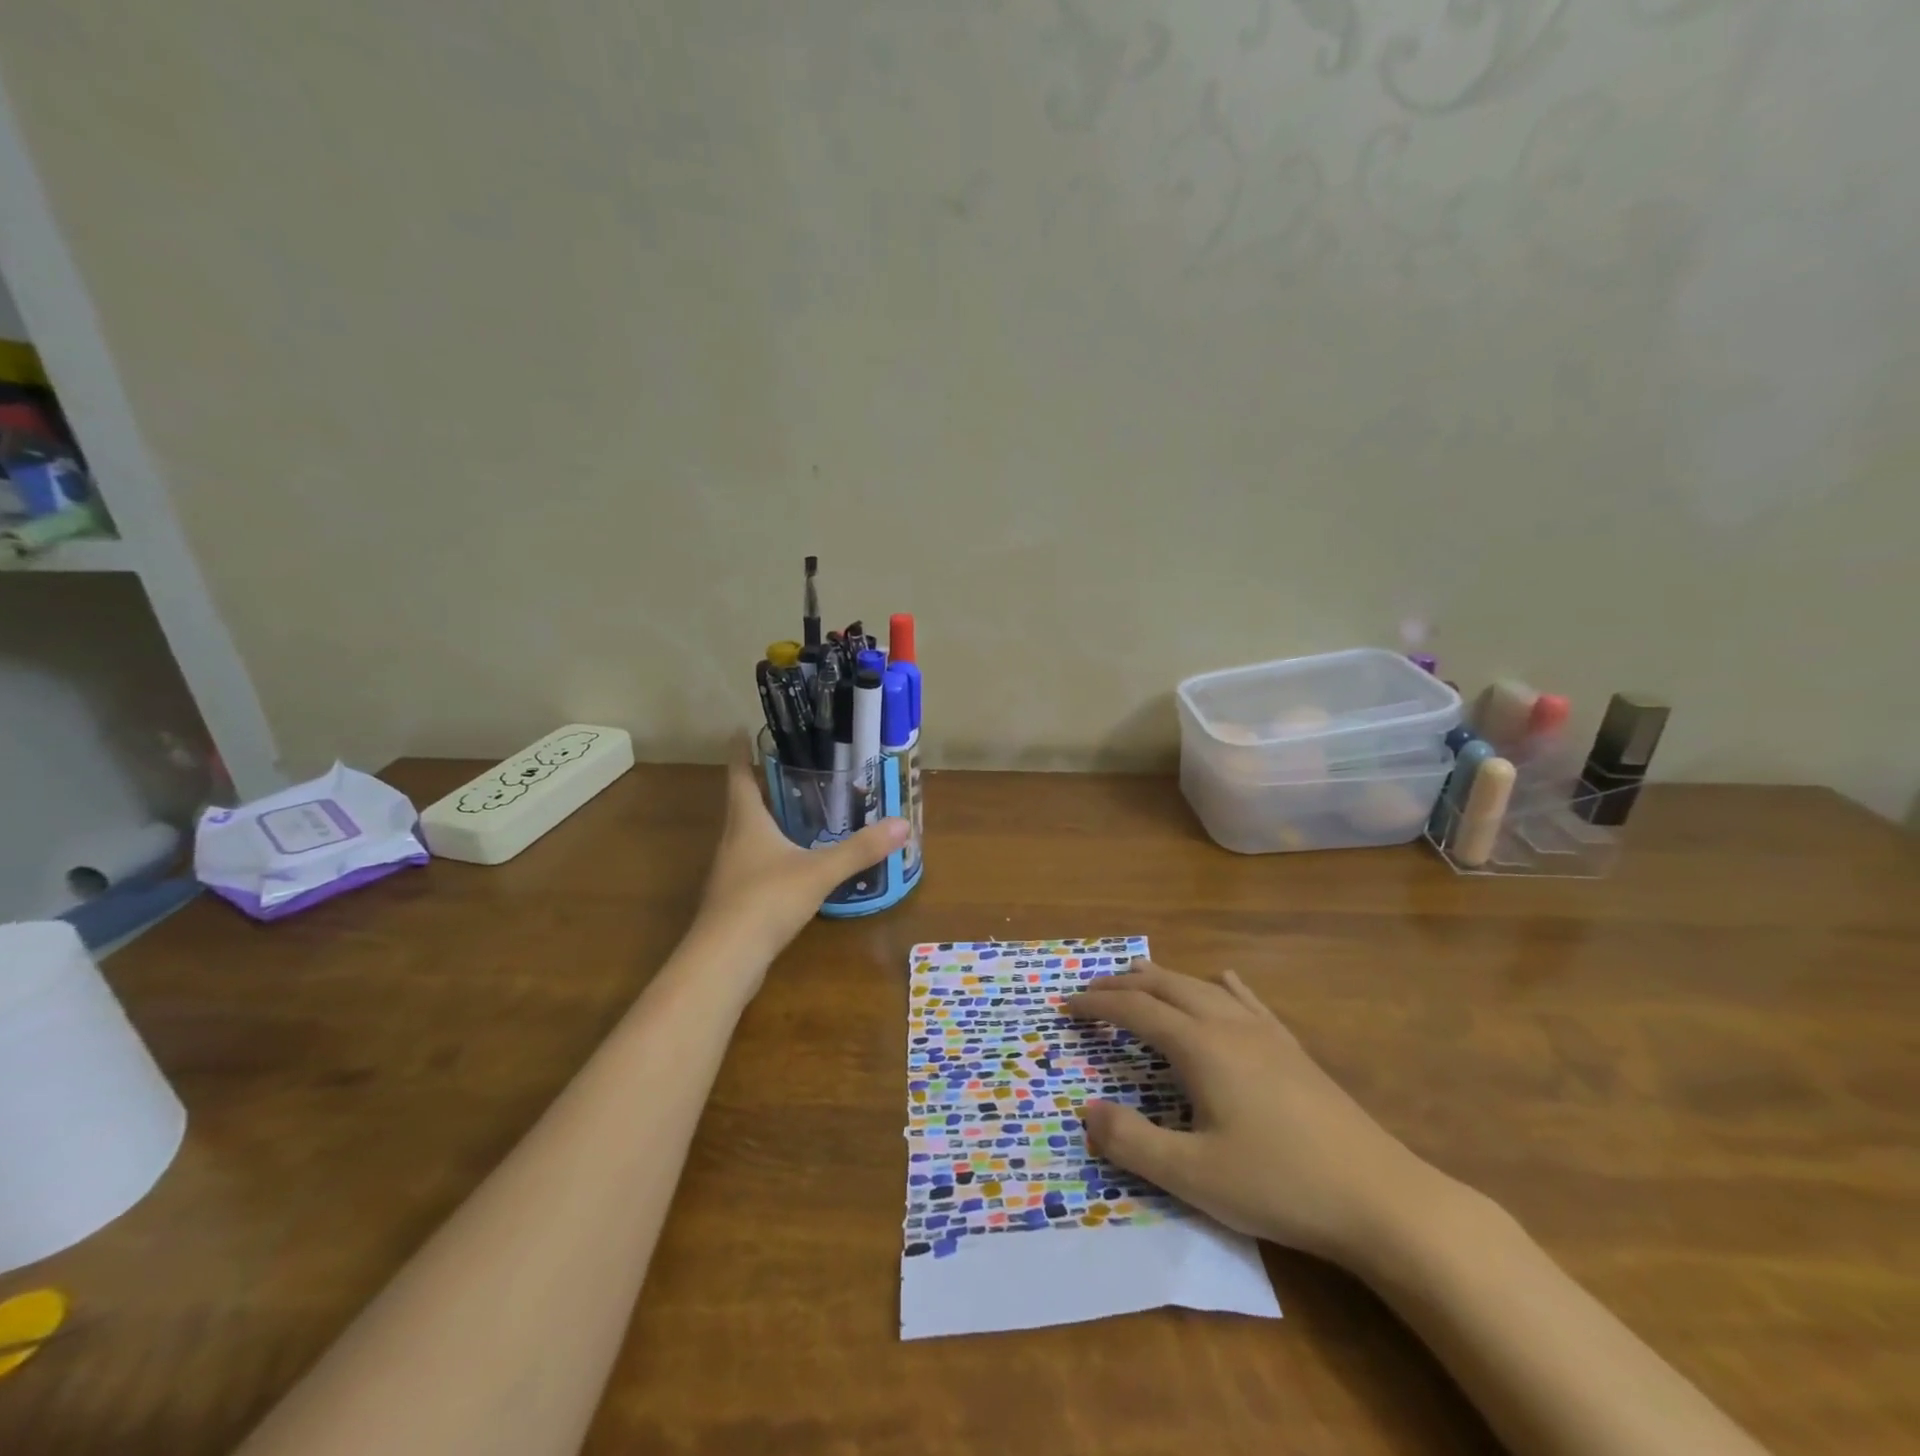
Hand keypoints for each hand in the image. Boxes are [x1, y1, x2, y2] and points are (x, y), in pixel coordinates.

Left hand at [696, 740, 908, 962]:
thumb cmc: (766, 900)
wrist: (724, 959)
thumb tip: (903, 824)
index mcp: (746, 821)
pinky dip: (772, 851)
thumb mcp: (819, 872)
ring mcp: (731, 871)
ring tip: (797, 809)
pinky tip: (793, 862)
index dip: (739, 751)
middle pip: (742, 802)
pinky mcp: (735, 898)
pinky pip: (754, 862)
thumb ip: (859, 849)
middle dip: (760, 783)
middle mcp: (733, 840)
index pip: (738, 775)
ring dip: (766, 818)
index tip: (742, 729)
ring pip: (747, 834)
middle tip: (789, 766)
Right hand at [1067, 961, 1446, 1269]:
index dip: (1097, 1004)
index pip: (1135, 1010)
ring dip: (1164, 979)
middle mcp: (1227, 1024)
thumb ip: (1132, 1142)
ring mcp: (1265, 1032)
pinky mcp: (1292, 1048)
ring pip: (1203, 986)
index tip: (1066, 1006)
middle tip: (1091, 990)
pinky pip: (1248, 1000)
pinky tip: (1224, 980)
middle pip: (1165, 985)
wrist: (1379, 1198)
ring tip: (1140, 980)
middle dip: (1123, 983)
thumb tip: (1086, 1111)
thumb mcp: (1193, 1176)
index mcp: (1200, 1047)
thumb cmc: (1279, 1185)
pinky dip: (1221, 985)